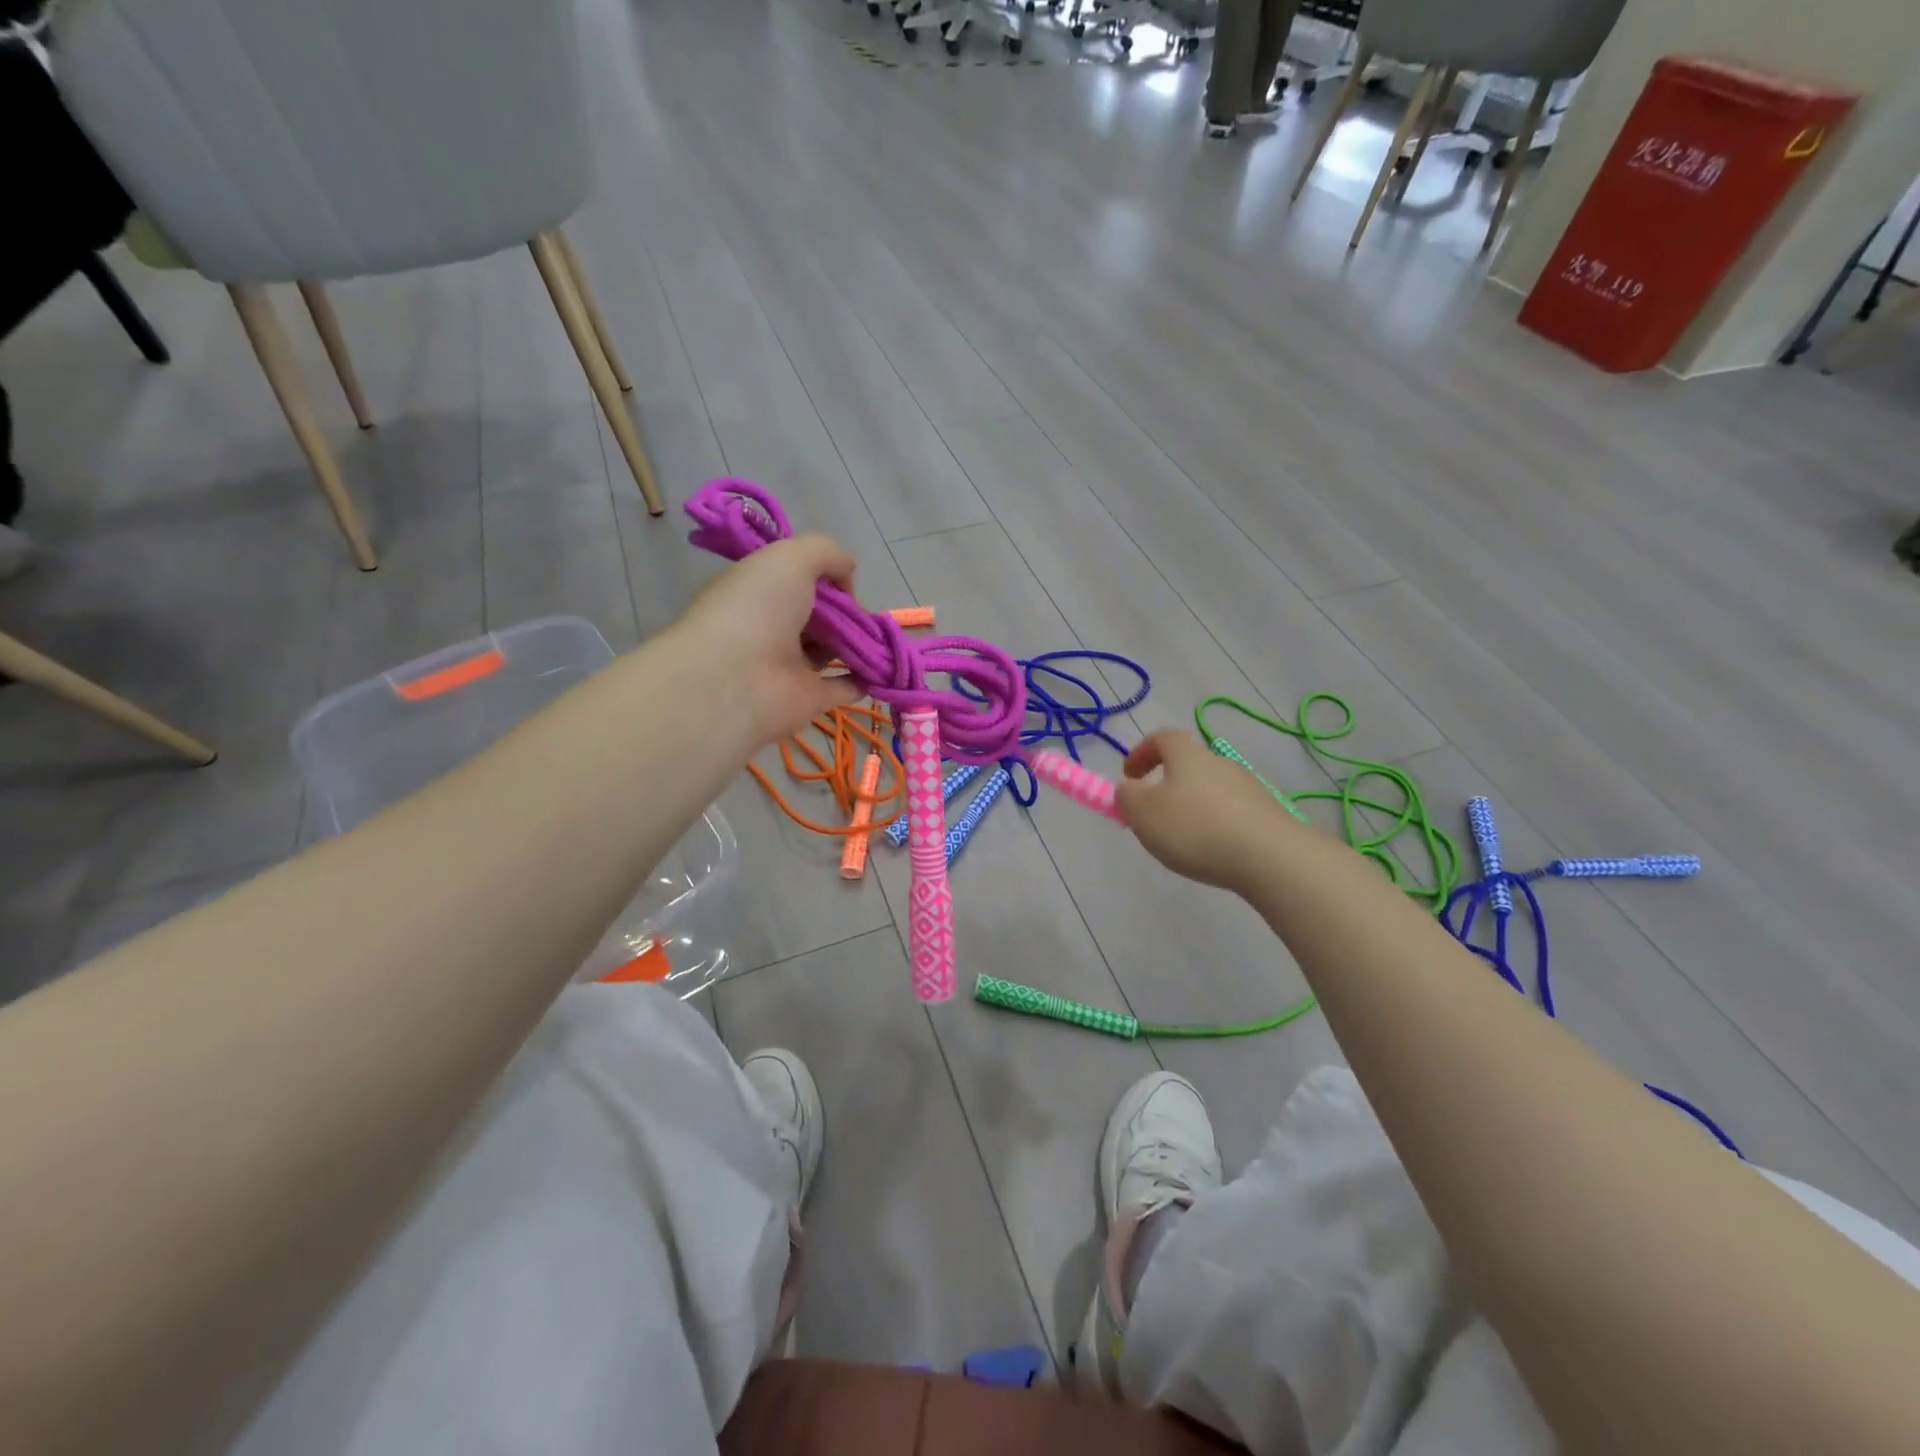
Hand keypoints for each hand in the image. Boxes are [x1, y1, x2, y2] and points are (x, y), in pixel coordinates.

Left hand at [673, 534, 861, 742]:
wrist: (735, 680)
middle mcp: (770, 627)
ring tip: (877, 636)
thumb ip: (826, 553)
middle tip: (862, 611)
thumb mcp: (790, 557)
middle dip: (843, 610)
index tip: (842, 577)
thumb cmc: (756, 608)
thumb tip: (848, 573)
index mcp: (757, 591)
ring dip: (855, 642)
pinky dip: (864, 678)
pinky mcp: (808, 699)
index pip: (793, 579)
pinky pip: (843, 686)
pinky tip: (883, 668)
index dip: (821, 575)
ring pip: (829, 649)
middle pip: (815, 615)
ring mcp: (789, 666)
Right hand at [1117, 730, 1305, 894]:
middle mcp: (1219, 762)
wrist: (1270, 857)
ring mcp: (1248, 786)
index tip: (1129, 775)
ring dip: (1193, 805)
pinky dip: (1216, 823)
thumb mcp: (1143, 814)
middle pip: (1188, 764)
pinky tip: (1213, 849)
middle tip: (1153, 813)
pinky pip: (1231, 811)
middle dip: (1167, 784)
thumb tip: (1129, 788)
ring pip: (1210, 789)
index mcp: (1187, 756)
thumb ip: (1127, 797)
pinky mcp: (1267, 812)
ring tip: (1183, 838)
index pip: (1162, 737)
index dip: (1142, 752)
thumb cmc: (1195, 829)